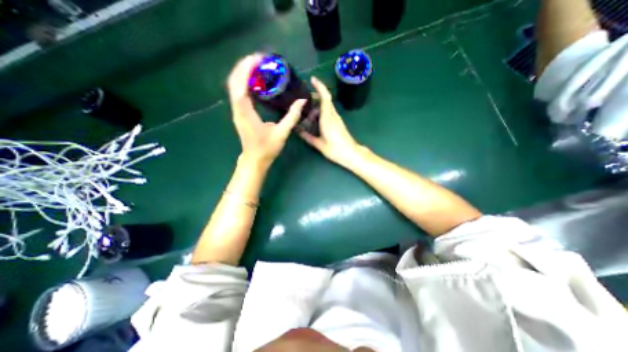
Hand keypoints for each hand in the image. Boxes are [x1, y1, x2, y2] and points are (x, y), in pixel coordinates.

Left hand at [230, 54, 309, 167]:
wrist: (254, 160)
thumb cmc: (267, 148)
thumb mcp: (282, 133)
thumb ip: (292, 116)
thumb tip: (302, 101)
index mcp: (246, 113)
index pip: (240, 85)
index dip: (247, 69)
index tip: (258, 58)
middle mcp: (237, 109)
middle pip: (234, 81)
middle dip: (244, 66)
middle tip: (259, 59)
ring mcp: (237, 111)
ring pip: (234, 86)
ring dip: (243, 73)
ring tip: (257, 66)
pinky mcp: (239, 113)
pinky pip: (238, 93)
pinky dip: (244, 83)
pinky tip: (255, 82)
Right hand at [301, 77, 360, 167]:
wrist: (351, 154)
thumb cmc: (336, 149)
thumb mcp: (319, 145)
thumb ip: (308, 137)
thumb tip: (298, 131)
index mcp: (328, 118)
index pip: (325, 98)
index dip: (320, 86)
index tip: (312, 80)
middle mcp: (333, 115)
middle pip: (325, 100)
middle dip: (315, 96)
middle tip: (303, 99)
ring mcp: (337, 119)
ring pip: (327, 106)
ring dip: (317, 105)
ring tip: (306, 112)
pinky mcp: (338, 123)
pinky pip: (328, 112)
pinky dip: (320, 112)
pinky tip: (314, 119)